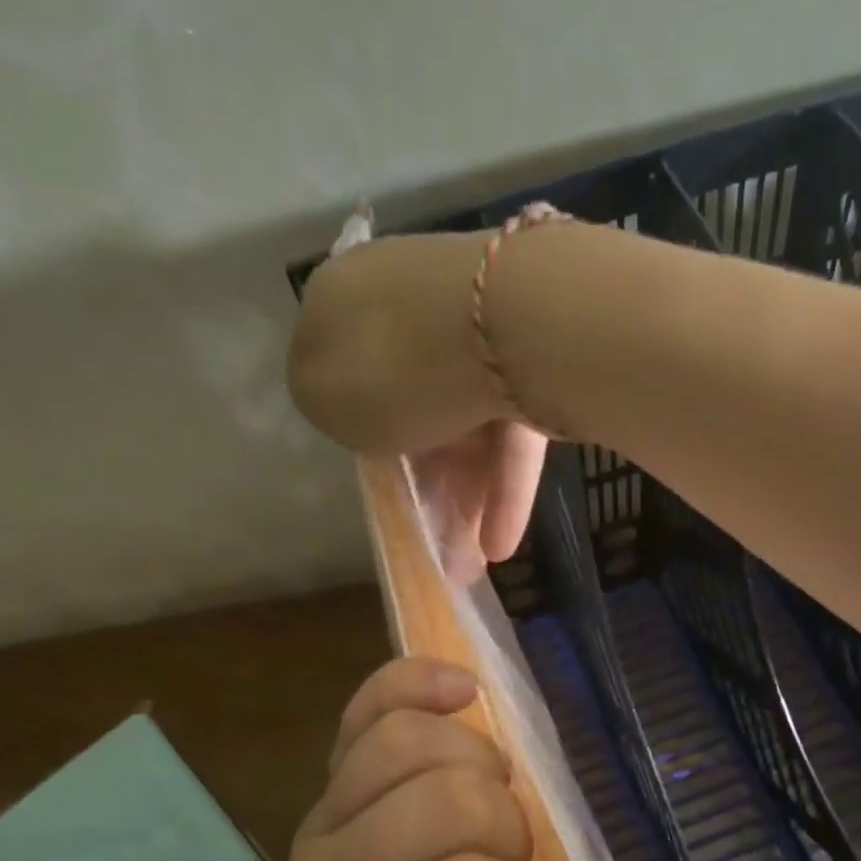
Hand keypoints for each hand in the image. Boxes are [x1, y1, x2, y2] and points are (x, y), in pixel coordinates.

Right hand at [289, 230, 550, 579]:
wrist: (501, 325)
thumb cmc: (390, 365)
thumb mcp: (323, 395)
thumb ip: (330, 403)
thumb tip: (355, 405)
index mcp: (349, 299)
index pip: (346, 366)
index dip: (359, 427)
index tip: (374, 475)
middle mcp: (415, 306)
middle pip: (414, 402)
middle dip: (424, 478)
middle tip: (429, 535)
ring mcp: (482, 331)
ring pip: (467, 424)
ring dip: (465, 496)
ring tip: (466, 562)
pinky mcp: (537, 362)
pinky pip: (513, 432)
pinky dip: (506, 487)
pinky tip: (499, 544)